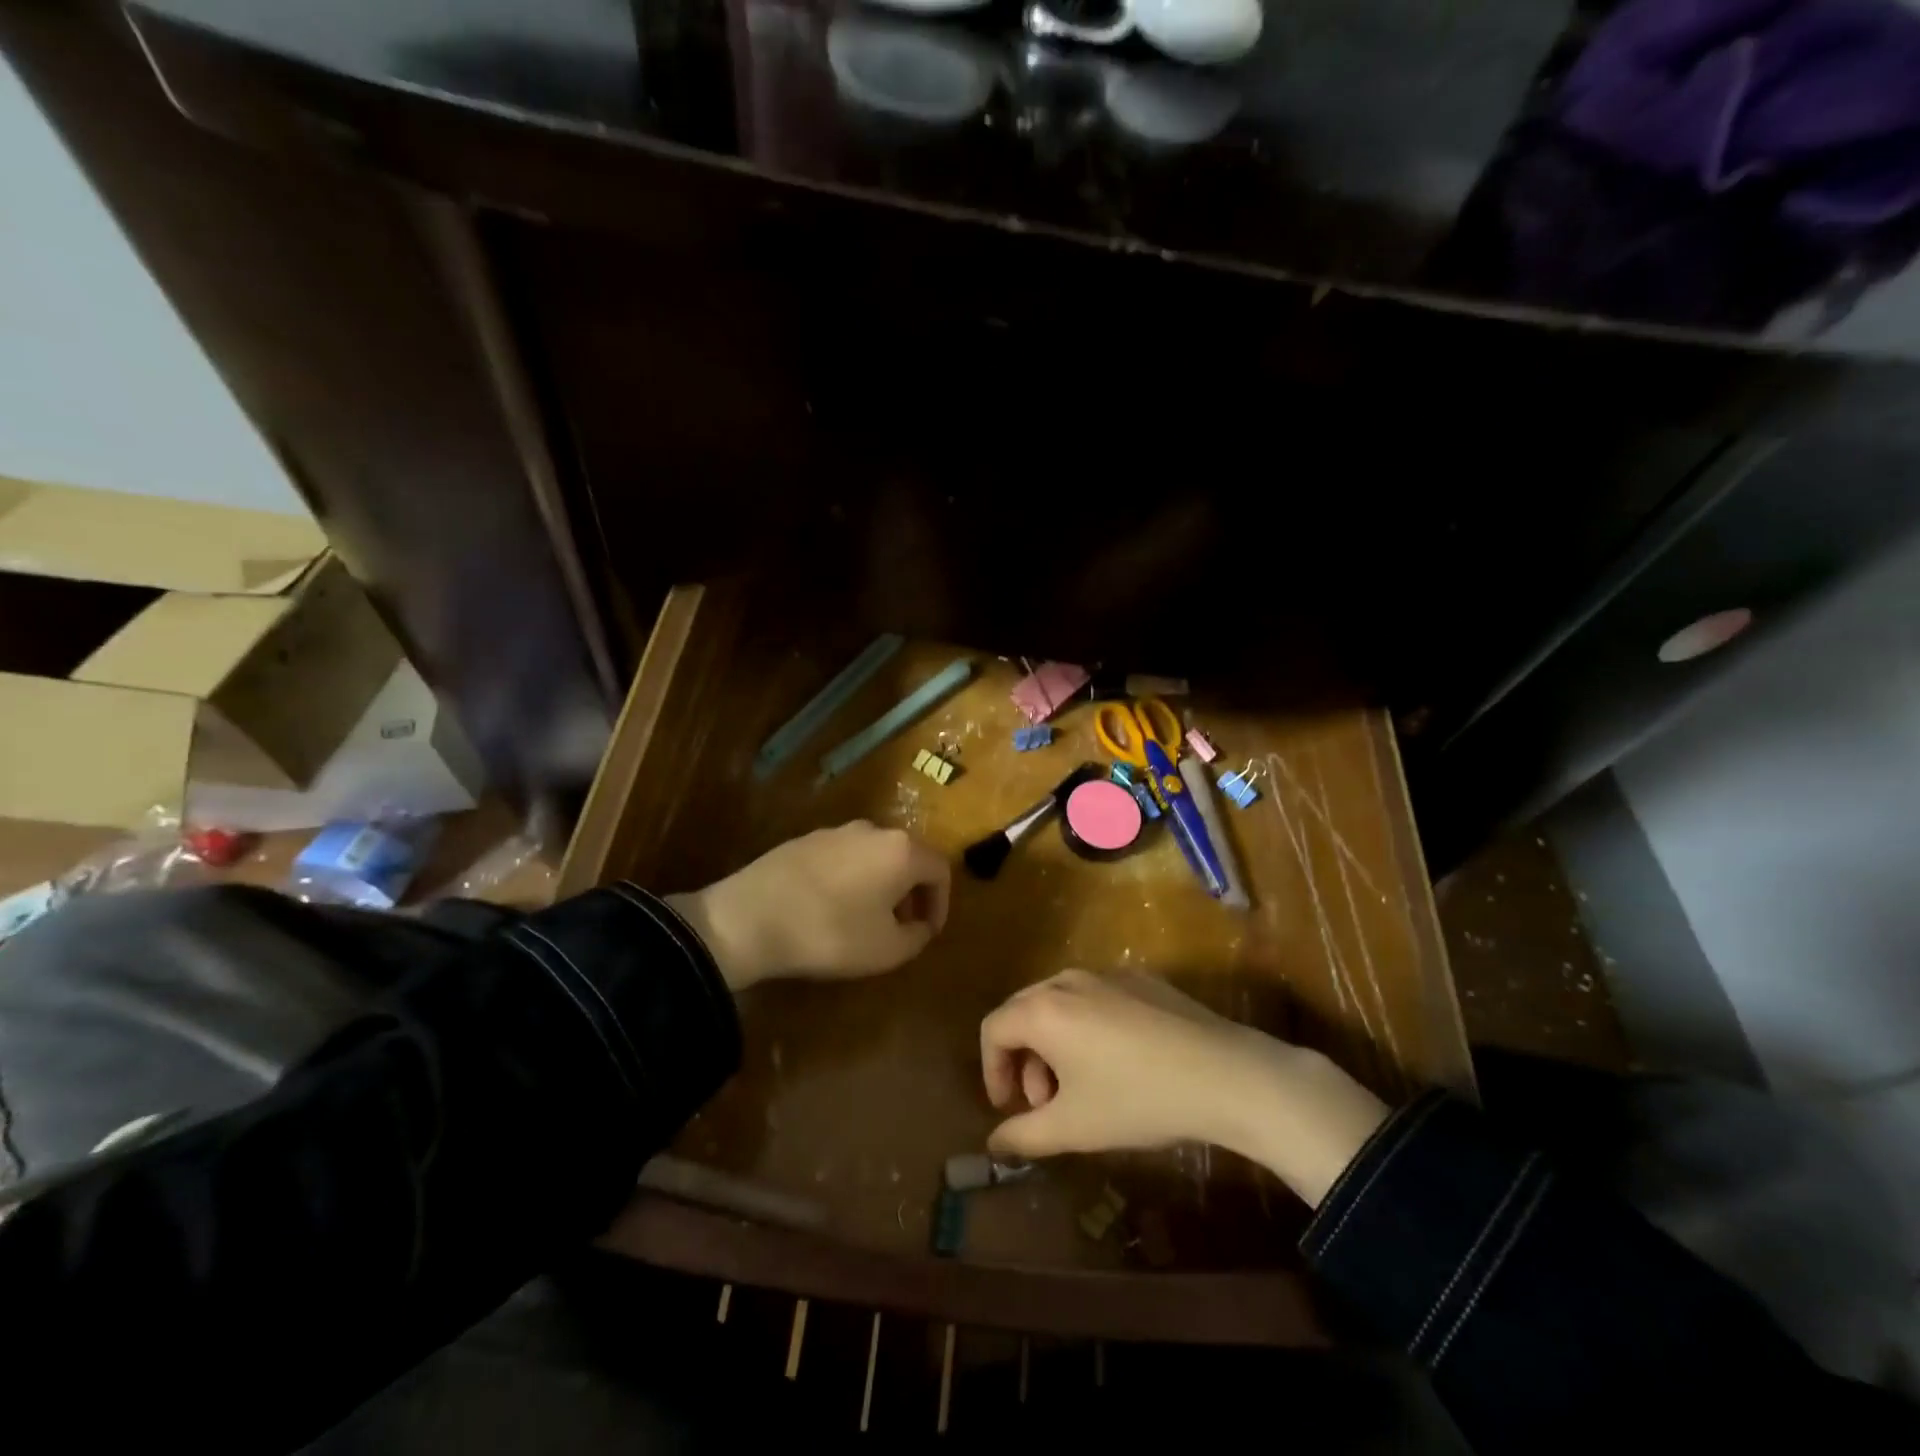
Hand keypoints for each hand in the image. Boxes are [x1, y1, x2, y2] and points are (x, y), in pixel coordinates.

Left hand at [667, 822, 949, 991]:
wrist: (749, 918)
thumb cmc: (830, 933)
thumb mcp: (887, 950)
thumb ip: (917, 937)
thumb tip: (920, 925)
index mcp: (901, 851)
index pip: (940, 870)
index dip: (941, 903)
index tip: (928, 932)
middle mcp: (873, 830)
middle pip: (907, 857)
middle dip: (911, 892)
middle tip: (902, 925)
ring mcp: (835, 831)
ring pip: (874, 855)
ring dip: (880, 884)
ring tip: (866, 918)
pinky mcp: (804, 839)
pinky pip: (843, 857)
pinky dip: (851, 878)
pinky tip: (832, 906)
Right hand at [978, 969, 1388, 1206]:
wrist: (1223, 1073)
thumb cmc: (1136, 1100)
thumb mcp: (1074, 1127)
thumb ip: (1023, 1135)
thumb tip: (993, 1143)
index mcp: (1043, 1009)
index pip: (992, 1029)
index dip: (992, 1070)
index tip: (1010, 1108)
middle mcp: (1067, 980)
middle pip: (1023, 1011)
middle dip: (1023, 1059)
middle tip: (1044, 1102)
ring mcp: (1106, 974)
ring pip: (1059, 1004)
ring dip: (1054, 1044)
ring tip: (1080, 1086)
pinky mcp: (1139, 978)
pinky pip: (1094, 998)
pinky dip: (1086, 1027)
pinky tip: (1118, 1063)